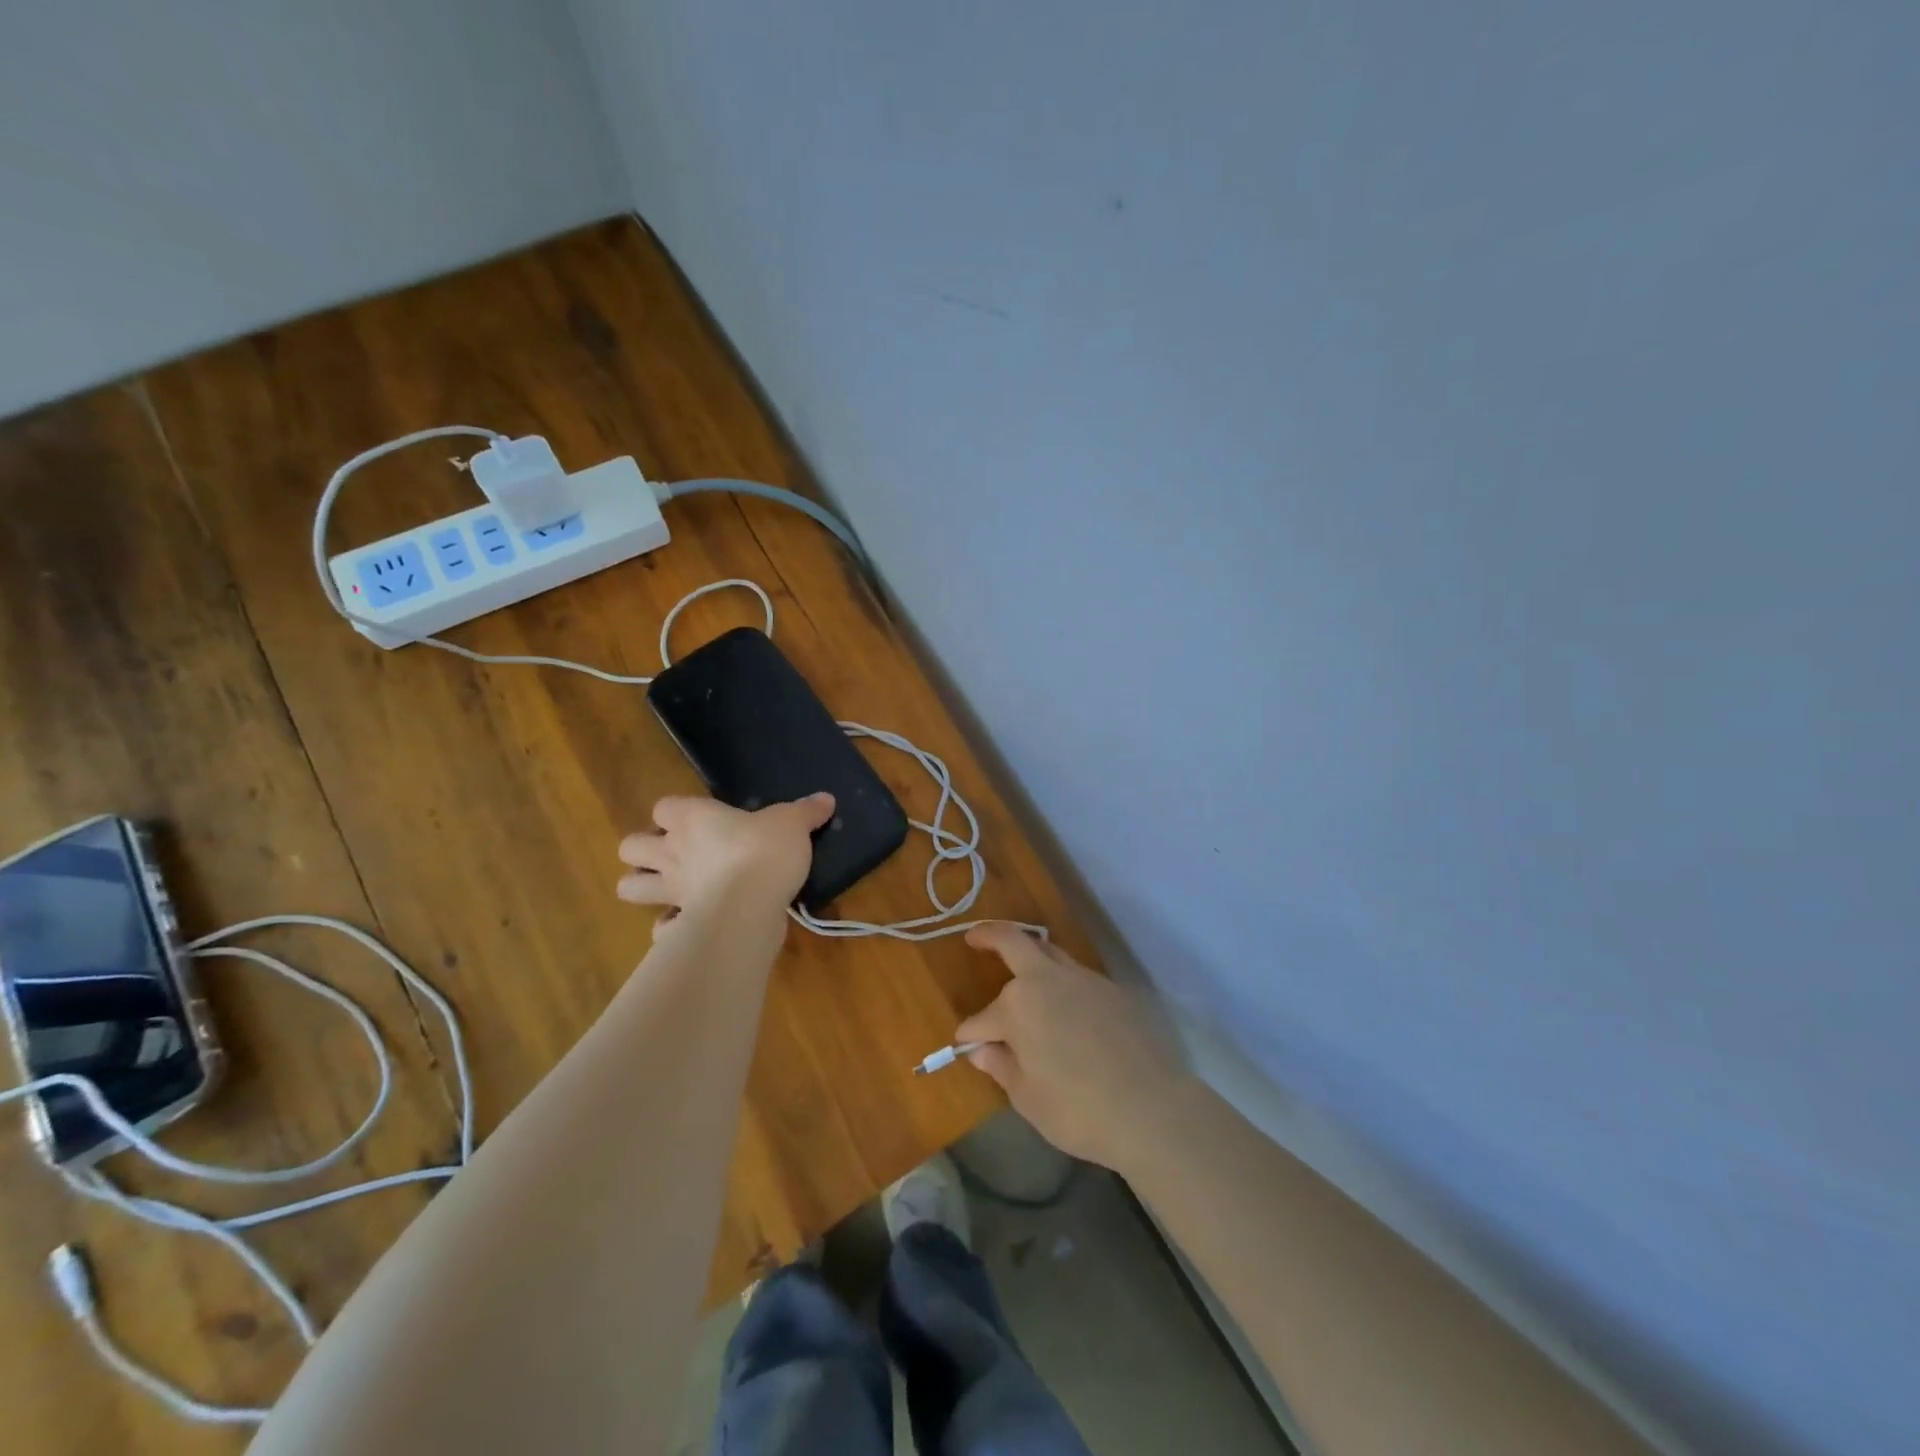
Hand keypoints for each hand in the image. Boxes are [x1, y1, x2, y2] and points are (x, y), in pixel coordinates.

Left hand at [616, 793, 833, 938]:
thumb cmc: (765, 851)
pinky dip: (669, 929)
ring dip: (641, 888)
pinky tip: (689, 926)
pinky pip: (661, 928)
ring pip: (629, 888)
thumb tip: (826, 799)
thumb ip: (806, 812)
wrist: (751, 904)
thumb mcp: (793, 823)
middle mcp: (672, 852)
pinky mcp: (680, 923)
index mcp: (693, 819)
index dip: (675, 813)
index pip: (664, 807)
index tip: (698, 819)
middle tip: (674, 854)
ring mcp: (671, 891)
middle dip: (643, 850)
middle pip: (630, 846)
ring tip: (666, 890)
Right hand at [956, 923, 1190, 1172]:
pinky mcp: (1113, 990)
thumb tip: (982, 1050)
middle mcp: (1048, 980)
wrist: (1152, 1109)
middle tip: (974, 937)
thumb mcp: (1028, 1098)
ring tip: (1022, 970)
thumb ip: (1002, 1067)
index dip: (971, 1034)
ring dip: (1030, 955)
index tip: (965, 1045)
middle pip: (1013, 941)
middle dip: (989, 935)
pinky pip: (1078, 977)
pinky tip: (1065, 1007)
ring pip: (1049, 953)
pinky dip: (1062, 983)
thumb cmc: (1078, 1110)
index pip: (982, 1018)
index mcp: (1018, 1005)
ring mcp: (1084, 980)